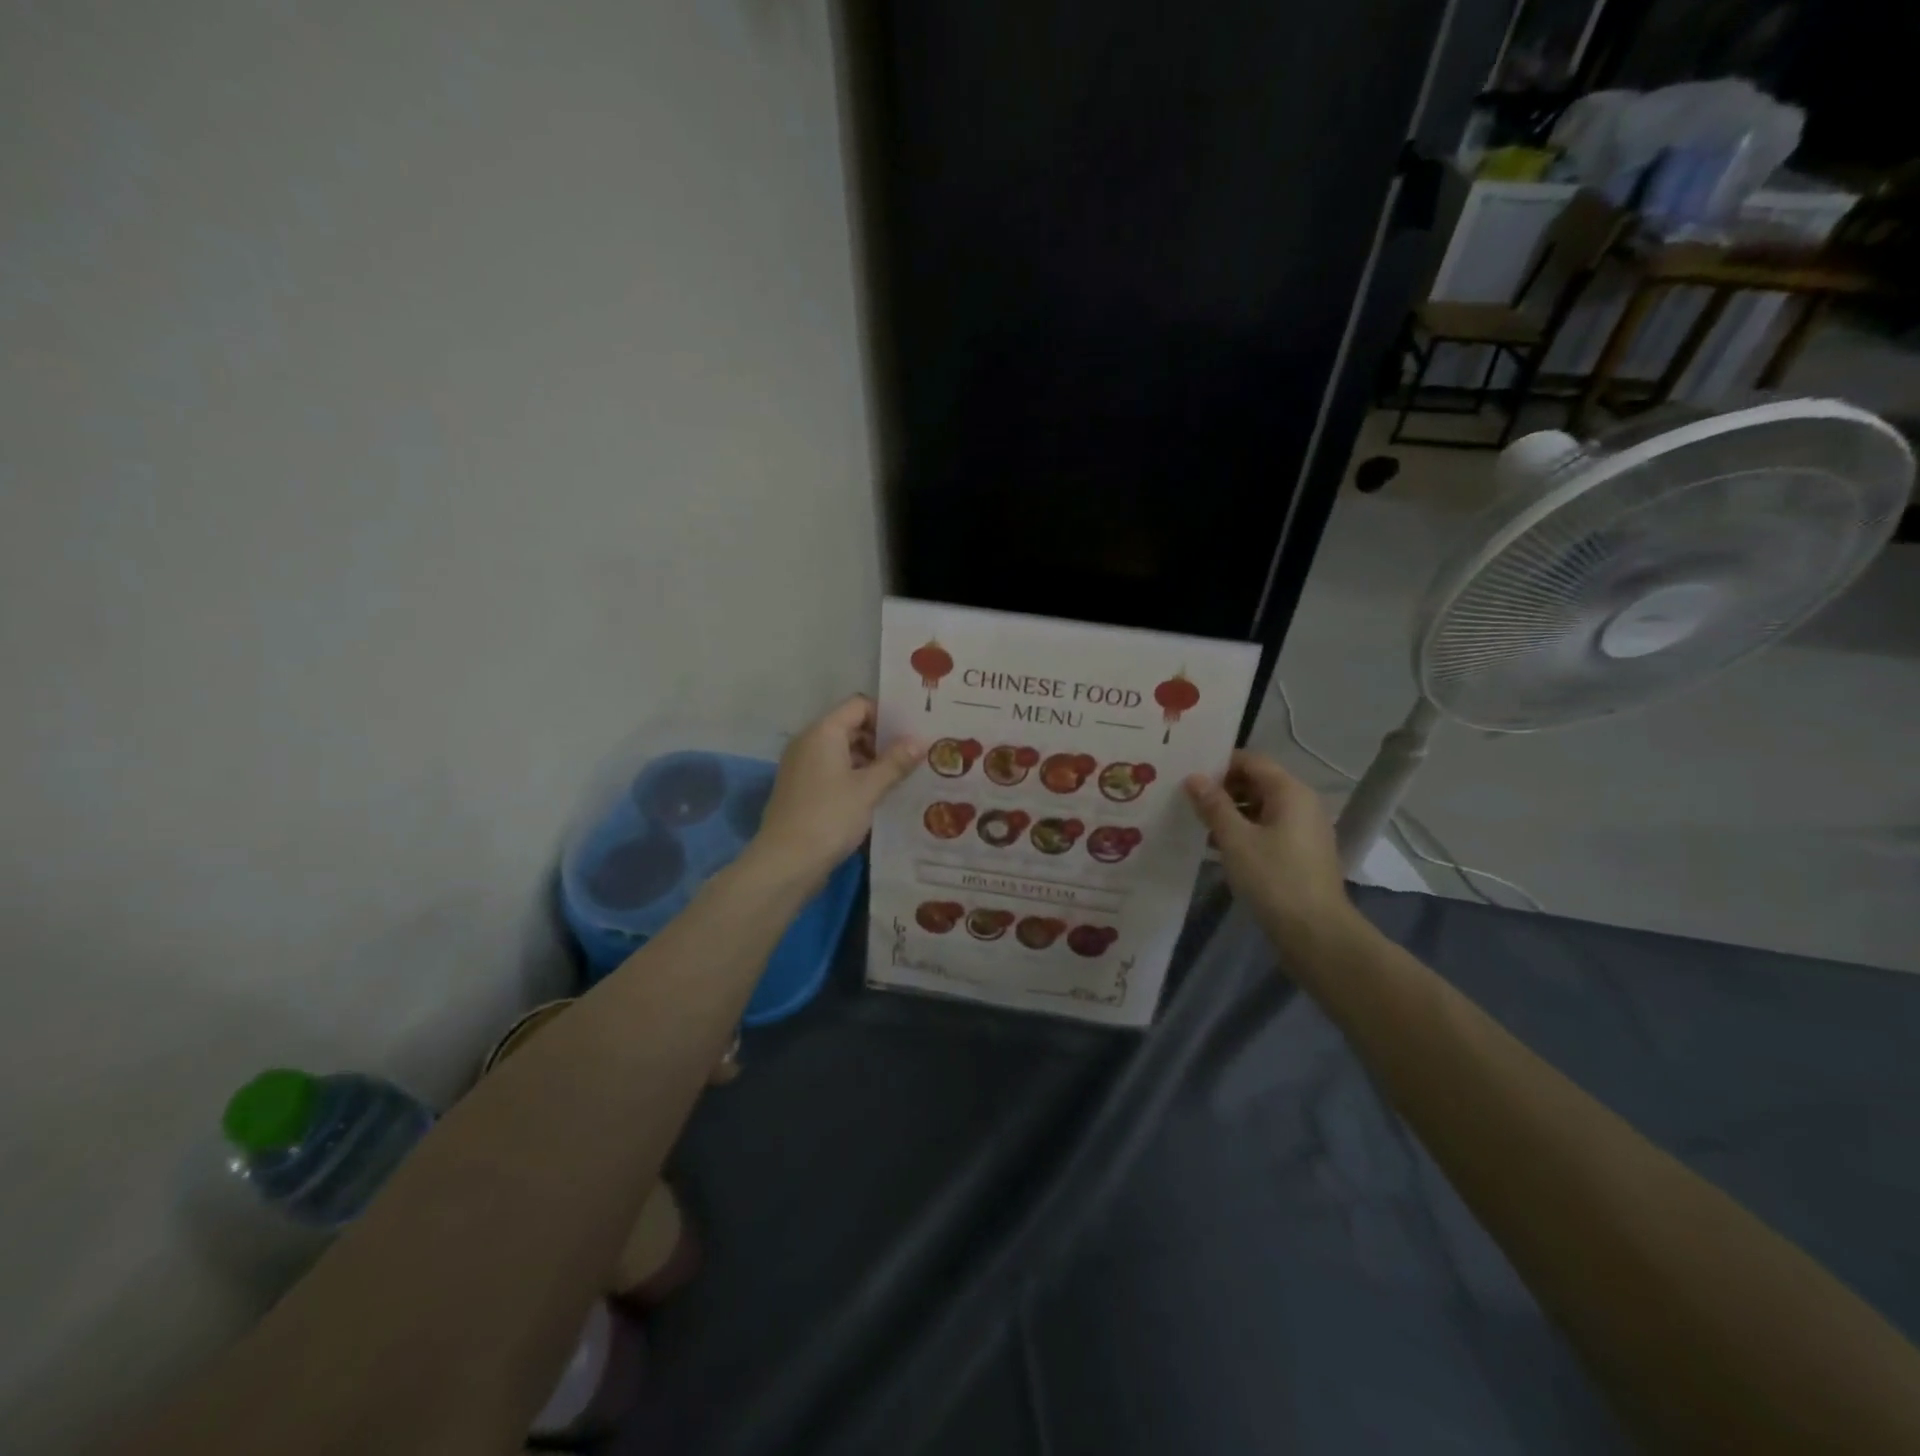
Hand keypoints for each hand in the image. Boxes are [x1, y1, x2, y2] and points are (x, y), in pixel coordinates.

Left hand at [748, 696, 922, 888]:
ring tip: (901, 778)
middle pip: (850, 726)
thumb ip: (895, 762)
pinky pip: (832, 771)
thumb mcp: (869, 789)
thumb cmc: (829, 817)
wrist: (786, 862)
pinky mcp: (801, 789)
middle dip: (881, 740)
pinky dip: (854, 777)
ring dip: (869, 761)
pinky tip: (876, 796)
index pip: (858, 705)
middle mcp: (808, 742)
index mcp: (823, 732)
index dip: (886, 716)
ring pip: (842, 751)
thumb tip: (919, 740)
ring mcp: (801, 766)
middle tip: (913, 757)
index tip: (911, 735)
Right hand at [1184, 750, 1357, 952]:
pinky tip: (1218, 847)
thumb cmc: (1274, 878)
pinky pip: (1268, 828)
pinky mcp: (1301, 852)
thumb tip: (1194, 777)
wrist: (1316, 933)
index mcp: (1290, 792)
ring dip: (1231, 812)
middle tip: (1187, 800)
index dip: (1219, 764)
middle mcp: (1302, 803)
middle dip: (1222, 789)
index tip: (1188, 776)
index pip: (1252, 760)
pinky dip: (1244, 831)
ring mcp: (1304, 829)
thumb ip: (1213, 805)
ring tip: (1197, 824)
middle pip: (1257, 782)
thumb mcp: (1235, 839)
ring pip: (1261, 807)